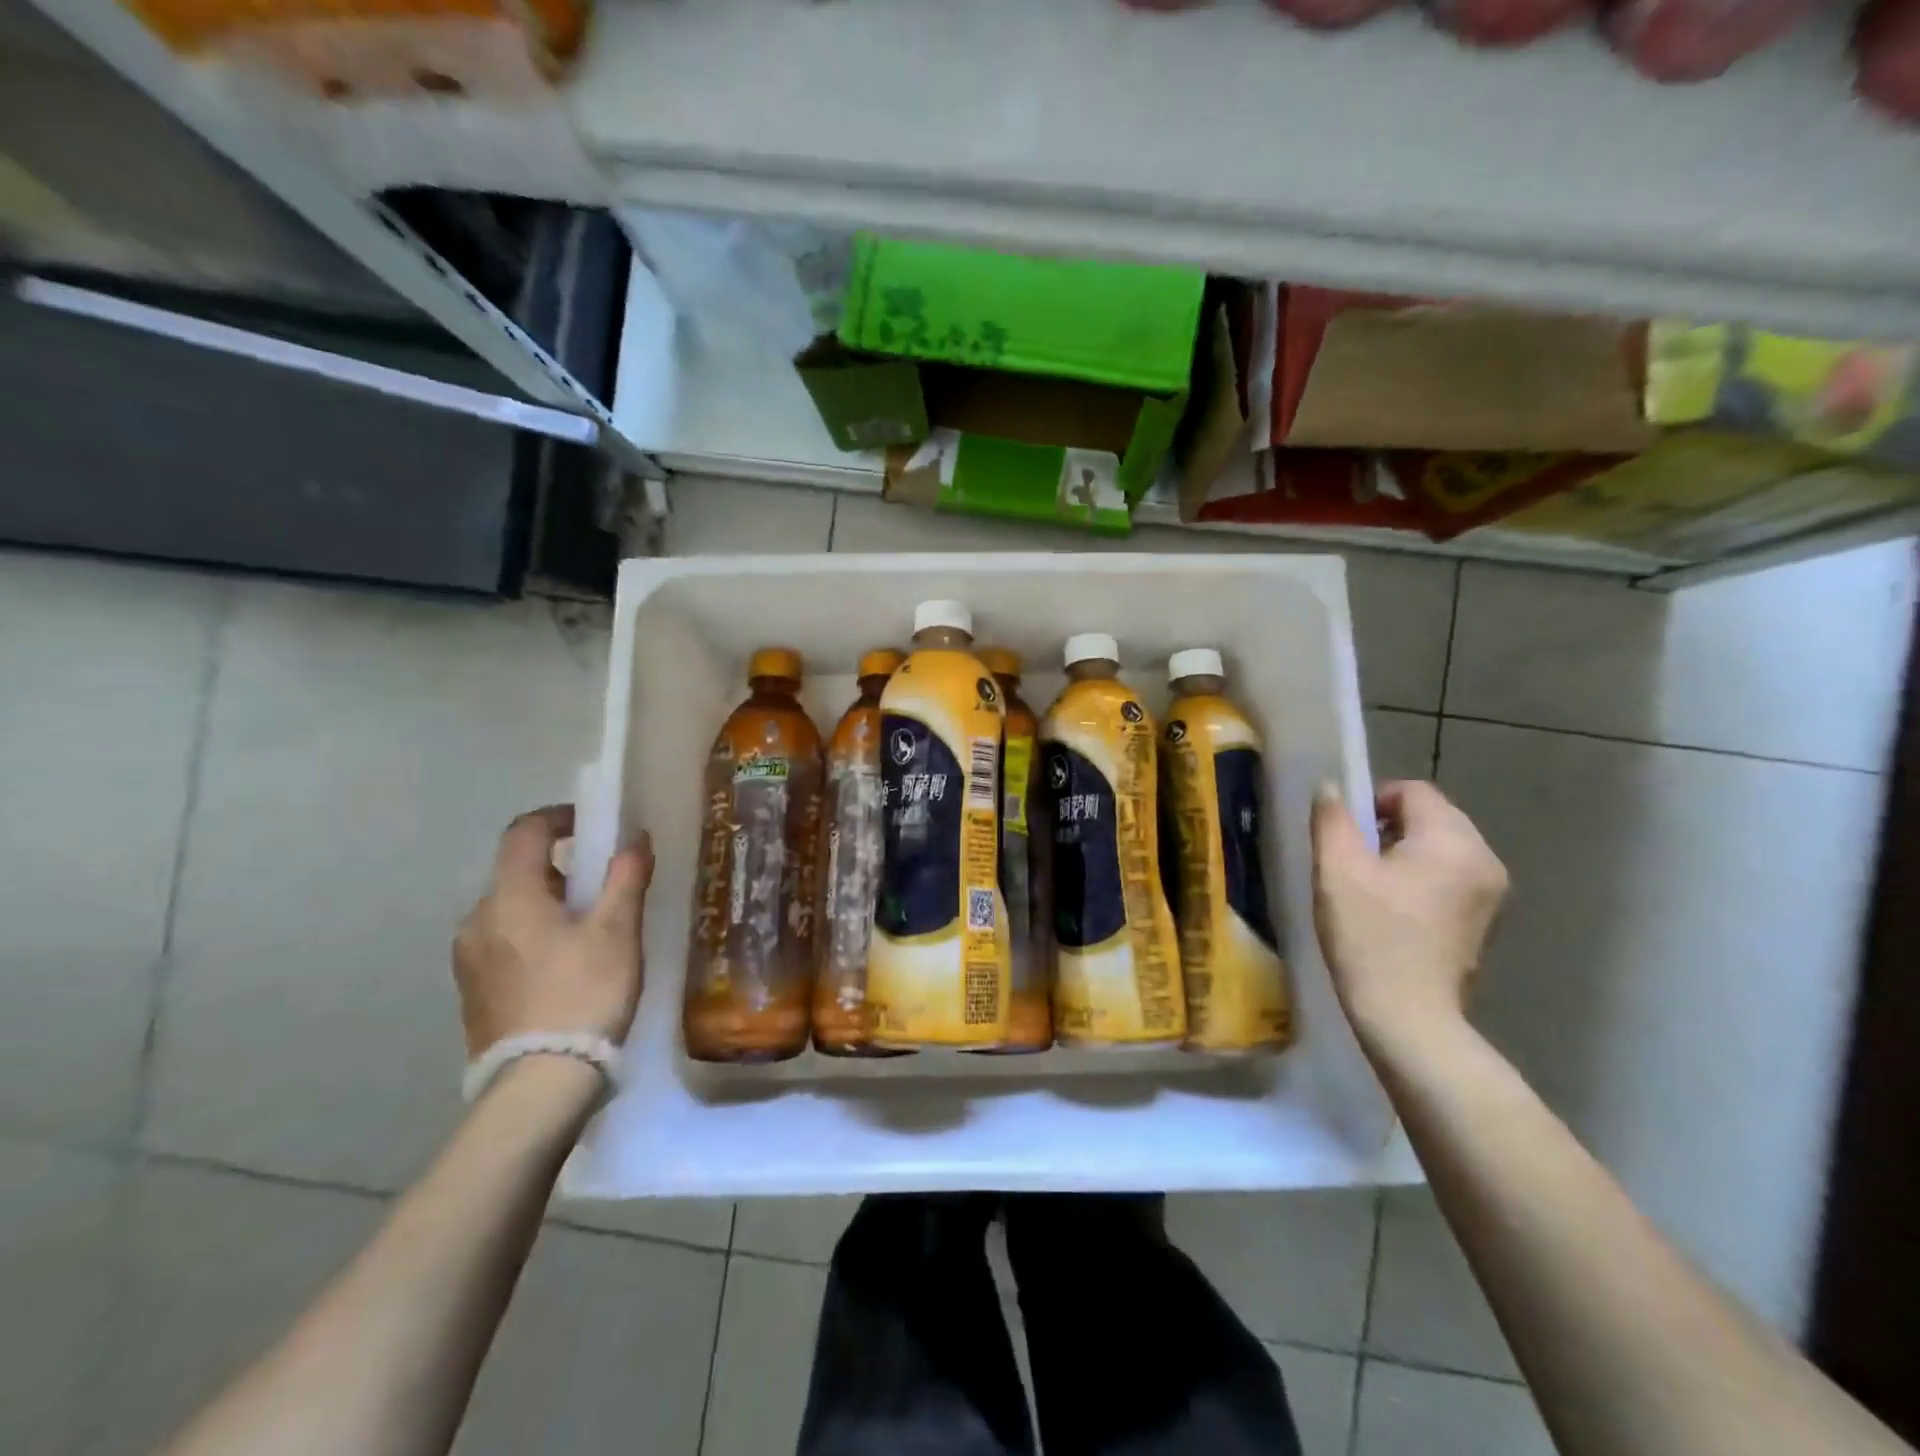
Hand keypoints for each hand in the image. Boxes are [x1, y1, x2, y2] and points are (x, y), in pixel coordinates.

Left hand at [452, 805, 653, 1058]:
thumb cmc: (584, 993)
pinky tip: (565, 966)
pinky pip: (503, 944)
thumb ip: (625, 877)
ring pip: (511, 911)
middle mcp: (476, 920)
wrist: (540, 1083)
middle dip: (561, 869)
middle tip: (603, 887)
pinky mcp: (472, 992)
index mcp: (509, 897)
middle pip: (518, 873)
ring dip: (547, 905)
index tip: (592, 824)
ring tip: (589, 931)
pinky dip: (533, 937)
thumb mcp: (617, 931)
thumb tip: (636, 838)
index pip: (524, 832)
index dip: (559, 817)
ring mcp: (468, 960)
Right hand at [1310, 779, 1507, 1048]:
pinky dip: (1419, 880)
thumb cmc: (1369, 937)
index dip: (1372, 802)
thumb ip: (1332, 819)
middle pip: (1430, 817)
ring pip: (1438, 848)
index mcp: (1453, 840)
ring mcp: (1491, 893)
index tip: (1345, 837)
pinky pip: (1449, 877)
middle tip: (1352, 863)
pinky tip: (1392, 912)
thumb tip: (1332, 788)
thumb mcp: (1336, 871)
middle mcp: (1484, 859)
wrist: (1408, 1018)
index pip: (1413, 792)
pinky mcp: (1485, 920)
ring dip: (1402, 855)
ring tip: (1369, 889)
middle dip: (1387, 829)